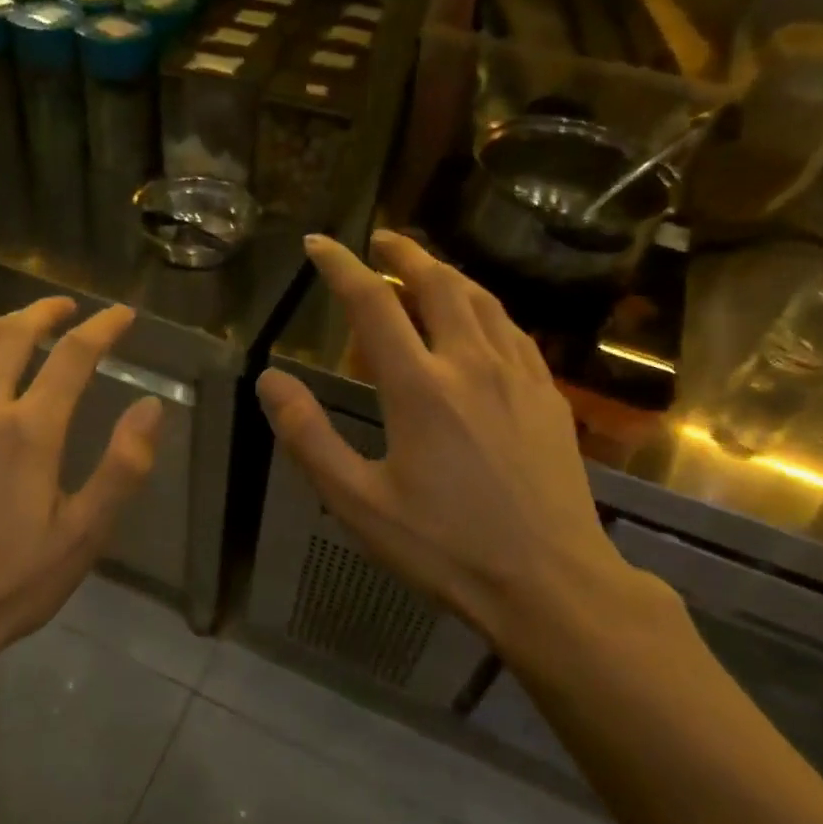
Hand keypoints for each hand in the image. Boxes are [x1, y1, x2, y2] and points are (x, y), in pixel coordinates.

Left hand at [0, 297, 163, 690]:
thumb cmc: (11, 583)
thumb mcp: (83, 535)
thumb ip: (122, 467)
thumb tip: (150, 407)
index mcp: (29, 432)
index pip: (73, 358)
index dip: (102, 329)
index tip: (122, 315)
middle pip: (12, 338)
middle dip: (44, 313)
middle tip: (66, 307)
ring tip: (20, 324)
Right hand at [257, 231, 651, 656]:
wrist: (552, 585)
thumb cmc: (445, 547)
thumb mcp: (357, 502)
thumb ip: (309, 437)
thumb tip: (270, 379)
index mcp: (419, 387)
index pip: (372, 303)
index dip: (340, 266)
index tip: (318, 243)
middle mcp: (471, 364)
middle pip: (437, 283)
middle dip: (403, 253)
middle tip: (379, 239)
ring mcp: (518, 376)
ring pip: (481, 299)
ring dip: (446, 272)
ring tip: (423, 266)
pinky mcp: (548, 396)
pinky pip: (512, 329)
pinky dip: (484, 305)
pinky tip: (478, 317)